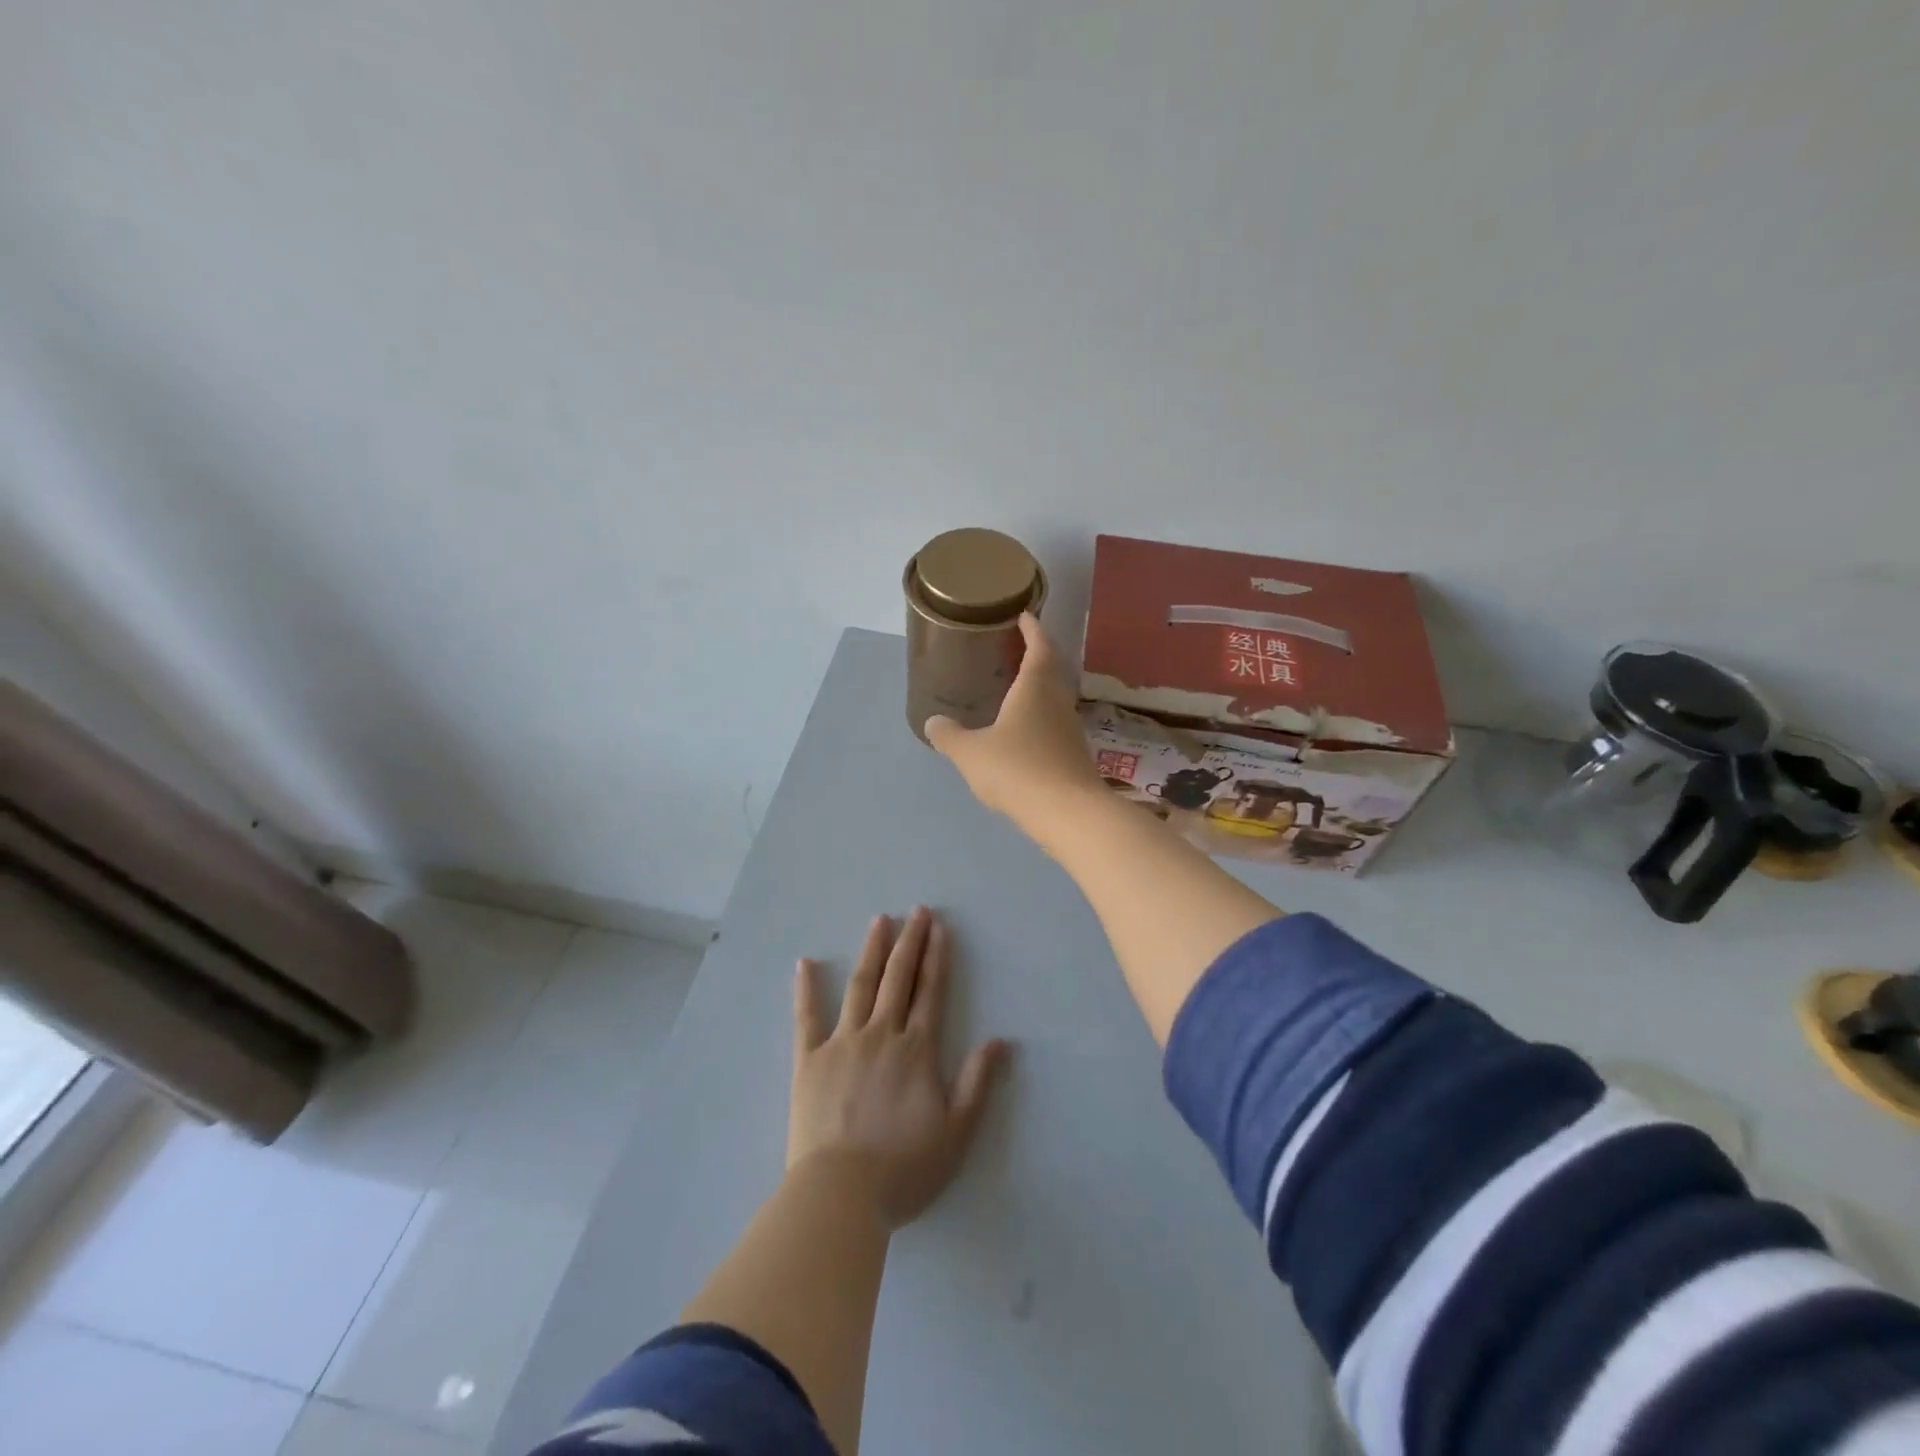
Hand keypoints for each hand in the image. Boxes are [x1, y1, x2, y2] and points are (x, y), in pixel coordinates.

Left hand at [790, 907, 1008, 1228]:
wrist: (841, 1194)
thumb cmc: (903, 1168)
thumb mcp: (956, 1132)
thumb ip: (977, 1083)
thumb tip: (1001, 1041)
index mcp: (916, 1050)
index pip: (930, 992)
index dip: (936, 957)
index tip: (939, 927)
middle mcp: (881, 1035)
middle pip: (898, 979)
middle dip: (909, 942)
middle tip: (916, 910)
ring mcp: (842, 1043)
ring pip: (860, 987)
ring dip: (872, 951)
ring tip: (879, 921)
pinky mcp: (808, 1060)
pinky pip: (806, 1017)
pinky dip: (806, 989)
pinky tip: (806, 963)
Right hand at [924, 614, 1103, 827]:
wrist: (1069, 813)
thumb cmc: (1018, 770)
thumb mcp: (971, 753)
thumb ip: (950, 736)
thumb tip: (933, 722)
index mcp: (1035, 688)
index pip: (1039, 646)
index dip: (1032, 629)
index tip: (1024, 616)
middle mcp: (1057, 702)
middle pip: (1051, 670)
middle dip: (1037, 655)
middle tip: (1015, 649)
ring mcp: (1070, 730)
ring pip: (1055, 699)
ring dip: (1039, 688)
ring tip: (1015, 689)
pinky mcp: (1074, 756)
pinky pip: (1055, 725)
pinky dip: (1040, 718)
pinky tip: (1024, 734)